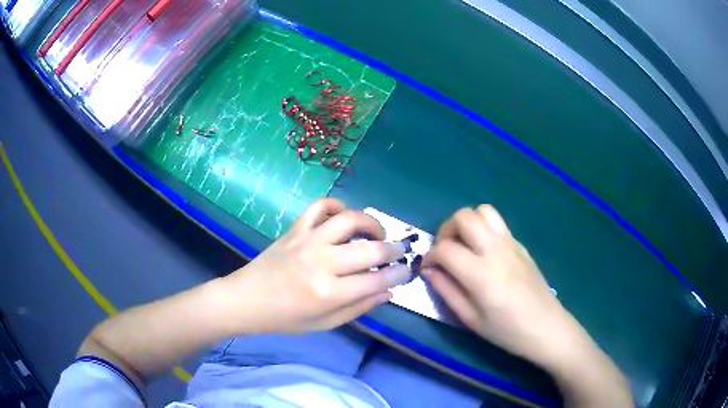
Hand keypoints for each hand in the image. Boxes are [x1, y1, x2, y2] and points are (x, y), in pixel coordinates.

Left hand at [216, 198, 410, 333]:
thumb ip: (359, 307)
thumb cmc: (285, 318)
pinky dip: (337, 206)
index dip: (398, 275)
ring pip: (349, 220)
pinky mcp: (295, 228)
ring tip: (377, 233)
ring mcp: (308, 240)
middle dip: (393, 249)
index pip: (377, 280)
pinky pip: (320, 206)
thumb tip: (388, 291)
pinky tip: (344, 217)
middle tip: (399, 251)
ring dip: (371, 223)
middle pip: (370, 249)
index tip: (406, 271)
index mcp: (329, 293)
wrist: (247, 299)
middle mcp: (322, 262)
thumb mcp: (325, 323)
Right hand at [422, 205, 588, 367]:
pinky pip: (497, 223)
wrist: (546, 327)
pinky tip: (483, 252)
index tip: (427, 268)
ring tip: (464, 246)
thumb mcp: (471, 319)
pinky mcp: (520, 244)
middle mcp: (496, 250)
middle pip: (464, 217)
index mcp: (481, 273)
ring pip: (483, 211)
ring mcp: (511, 243)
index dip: (430, 256)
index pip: (445, 249)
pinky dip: (483, 228)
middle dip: (446, 230)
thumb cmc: (507, 331)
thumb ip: (446, 291)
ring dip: (466, 223)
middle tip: (445, 251)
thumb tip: (428, 270)